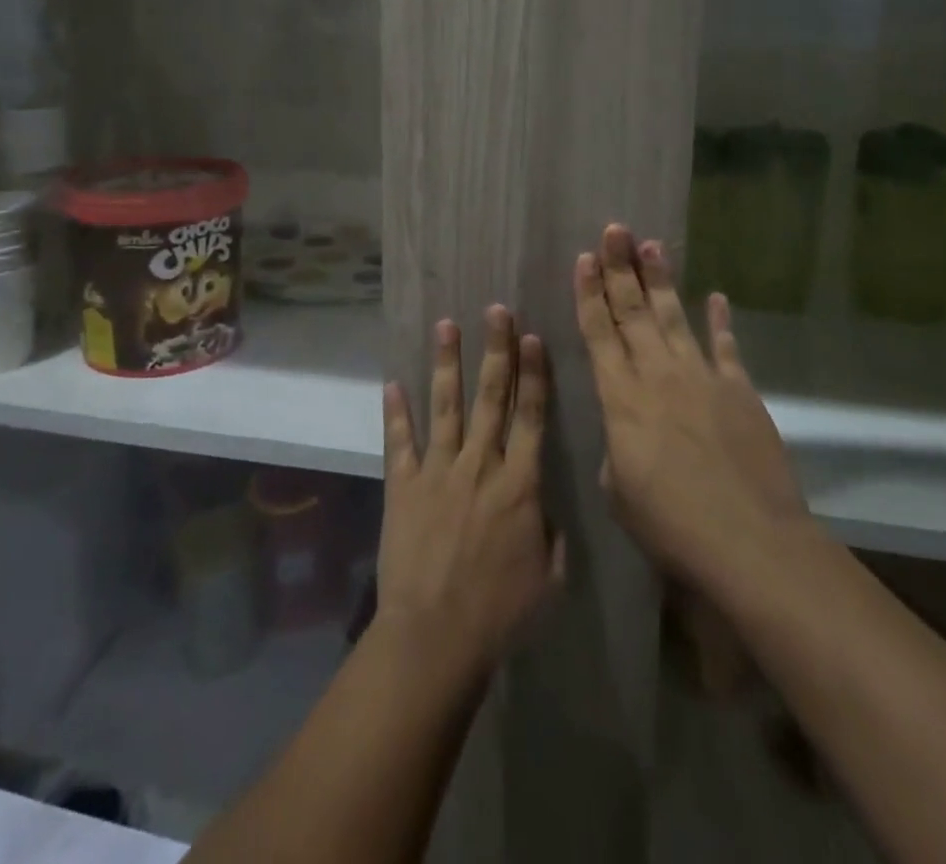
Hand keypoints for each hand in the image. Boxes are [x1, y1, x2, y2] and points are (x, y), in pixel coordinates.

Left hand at [376, 307, 564, 683]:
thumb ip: (553, 535)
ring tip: (446, 325)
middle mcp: (480, 464)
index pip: (531, 416)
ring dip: (447, 363)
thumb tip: (546, 506)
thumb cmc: (500, 614)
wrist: (435, 635)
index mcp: (520, 484)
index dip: (533, 375)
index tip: (532, 338)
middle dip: (496, 350)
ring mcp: (438, 470)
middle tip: (495, 311)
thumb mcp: (548, 579)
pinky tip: (392, 382)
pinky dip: (395, 411)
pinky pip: (399, 440)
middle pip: (491, 397)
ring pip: (446, 405)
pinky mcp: (403, 484)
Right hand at [576, 224, 811, 595]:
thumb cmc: (671, 524)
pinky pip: (727, 347)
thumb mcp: (618, 491)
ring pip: (675, 317)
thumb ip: (616, 449)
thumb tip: (626, 433)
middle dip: (621, 268)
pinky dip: (720, 321)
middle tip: (615, 230)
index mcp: (620, 397)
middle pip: (633, 312)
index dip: (589, 293)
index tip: (583, 259)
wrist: (750, 542)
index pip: (598, 333)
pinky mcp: (739, 392)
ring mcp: (702, 378)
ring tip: (652, 245)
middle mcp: (658, 375)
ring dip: (661, 281)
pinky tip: (716, 297)